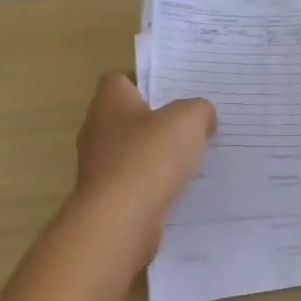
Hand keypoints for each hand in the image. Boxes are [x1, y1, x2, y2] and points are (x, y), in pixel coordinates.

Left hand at [70, 72, 215, 267]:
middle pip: (126, 116)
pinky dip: (151, 185)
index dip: (145, 82)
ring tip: (189, 160)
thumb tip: (203, 115)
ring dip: (154, 156)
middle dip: (154, 121)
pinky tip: (176, 190)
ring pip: (130, 152)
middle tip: (189, 126)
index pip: (119, 80)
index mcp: (109, 101)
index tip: (173, 93)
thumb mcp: (188, 120)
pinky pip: (133, 183)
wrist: (119, 220)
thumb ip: (199, 110)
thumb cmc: (149, 157)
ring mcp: (98, 166)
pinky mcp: (105, 198)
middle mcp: (96, 129)